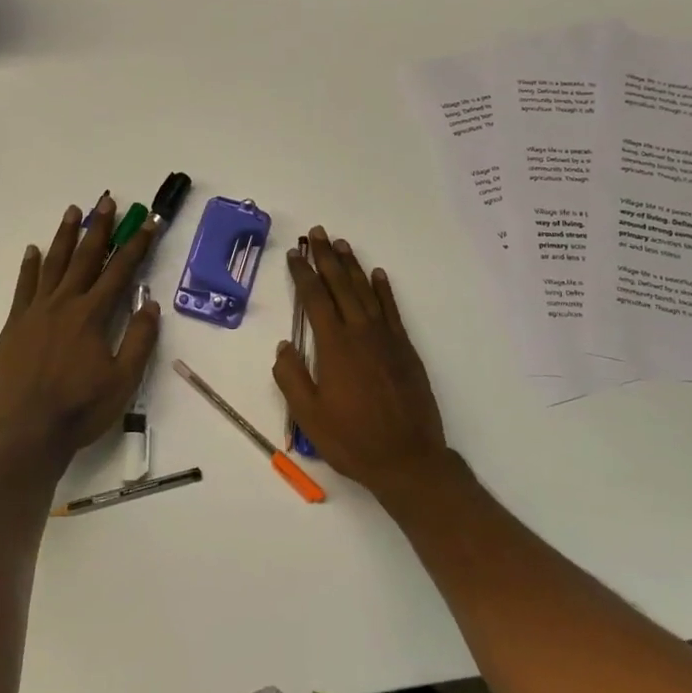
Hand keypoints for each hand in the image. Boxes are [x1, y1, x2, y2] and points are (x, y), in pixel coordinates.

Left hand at [0, 197, 159, 456]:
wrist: (27, 432)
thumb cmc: (81, 408)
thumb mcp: (123, 379)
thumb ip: (139, 339)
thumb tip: (151, 304)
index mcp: (92, 316)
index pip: (120, 272)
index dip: (136, 246)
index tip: (148, 223)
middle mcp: (64, 304)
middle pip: (85, 258)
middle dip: (100, 228)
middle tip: (107, 201)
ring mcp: (35, 312)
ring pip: (53, 264)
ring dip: (65, 236)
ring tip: (73, 211)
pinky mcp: (15, 325)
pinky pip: (23, 287)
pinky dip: (29, 266)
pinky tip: (33, 249)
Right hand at [273, 228, 450, 498]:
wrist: (407, 459)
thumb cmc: (352, 440)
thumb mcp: (309, 415)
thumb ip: (291, 377)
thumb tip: (284, 346)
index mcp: (334, 346)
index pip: (315, 299)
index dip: (303, 273)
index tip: (294, 253)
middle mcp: (361, 333)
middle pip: (341, 286)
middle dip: (327, 258)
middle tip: (317, 233)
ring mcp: (387, 339)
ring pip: (367, 292)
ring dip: (353, 266)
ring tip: (342, 244)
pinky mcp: (405, 349)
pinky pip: (392, 310)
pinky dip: (384, 290)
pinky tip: (378, 275)